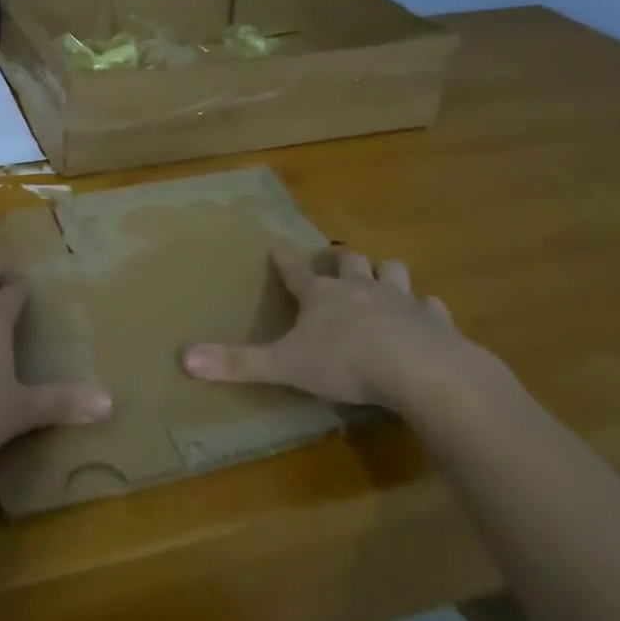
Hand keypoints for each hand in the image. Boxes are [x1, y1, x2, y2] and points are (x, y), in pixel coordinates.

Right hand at [183, 247, 472, 410]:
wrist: (422, 372)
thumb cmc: (346, 364)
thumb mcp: (285, 366)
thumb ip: (237, 363)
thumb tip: (184, 359)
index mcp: (321, 297)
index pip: (296, 272)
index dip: (285, 261)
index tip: (278, 248)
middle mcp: (359, 289)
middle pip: (350, 263)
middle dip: (344, 261)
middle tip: (340, 262)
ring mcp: (401, 301)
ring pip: (393, 272)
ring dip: (387, 273)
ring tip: (384, 278)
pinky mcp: (435, 321)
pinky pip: (432, 307)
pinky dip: (428, 309)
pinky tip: (429, 315)